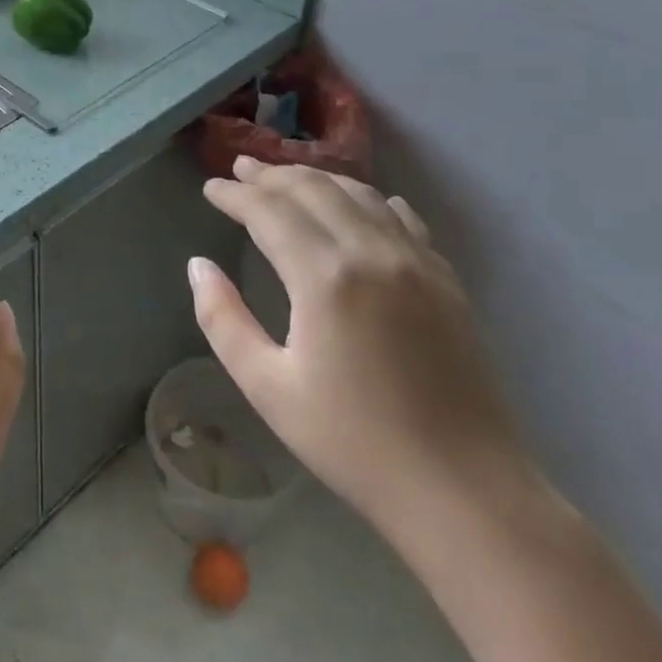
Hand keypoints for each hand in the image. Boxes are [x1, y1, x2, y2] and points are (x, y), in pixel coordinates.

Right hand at [189, 157, 531, 545]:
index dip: (235, 195)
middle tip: (239, 169)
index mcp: (326, 277)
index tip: (209, 188)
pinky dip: (368, 200)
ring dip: (316, 179)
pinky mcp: (446, 281)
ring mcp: (418, 263)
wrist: (463, 491)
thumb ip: (223, 319)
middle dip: (271, 175)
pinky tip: (359, 203)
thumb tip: (198, 266)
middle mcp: (373, 253)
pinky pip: (402, 219)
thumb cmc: (352, 442)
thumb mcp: (267, 387)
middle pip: (314, 189)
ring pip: (360, 195)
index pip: (270, 211)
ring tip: (285, 179)